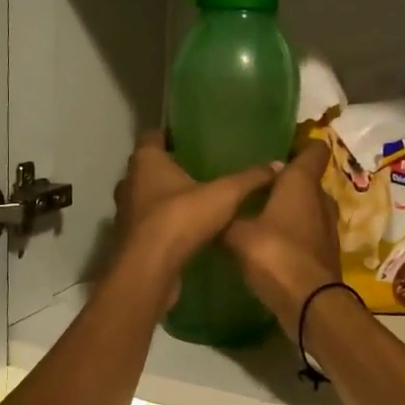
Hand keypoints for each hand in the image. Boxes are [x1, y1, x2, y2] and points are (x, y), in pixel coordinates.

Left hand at [111, 132, 280, 298]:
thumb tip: (278, 165)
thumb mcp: (225, 195)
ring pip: (146, 199)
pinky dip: (163, 227)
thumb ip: (250, 179)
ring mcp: (125, 214)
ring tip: (196, 203)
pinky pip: (149, 226)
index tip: (189, 138)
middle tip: (198, 170)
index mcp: (145, 161)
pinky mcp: (129, 241)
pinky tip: (187, 233)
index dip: (169, 135)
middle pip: (148, 169)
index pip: (152, 136)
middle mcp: (129, 183)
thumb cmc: (180, 218)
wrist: (149, 270)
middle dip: (169, 170)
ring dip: (165, 201)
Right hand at [224, 142, 342, 326]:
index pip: (313, 151)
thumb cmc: (274, 255)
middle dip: (287, 181)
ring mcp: (327, 228)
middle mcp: (320, 200)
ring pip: (309, 208)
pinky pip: (308, 233)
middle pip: (308, 181)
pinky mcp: (325, 253)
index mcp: (301, 184)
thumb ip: (226, 218)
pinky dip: (293, 233)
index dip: (301, 145)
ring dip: (290, 209)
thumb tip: (212, 209)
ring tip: (260, 212)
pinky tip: (270, 242)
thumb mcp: (237, 234)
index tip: (280, 146)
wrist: (309, 303)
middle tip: (258, 184)